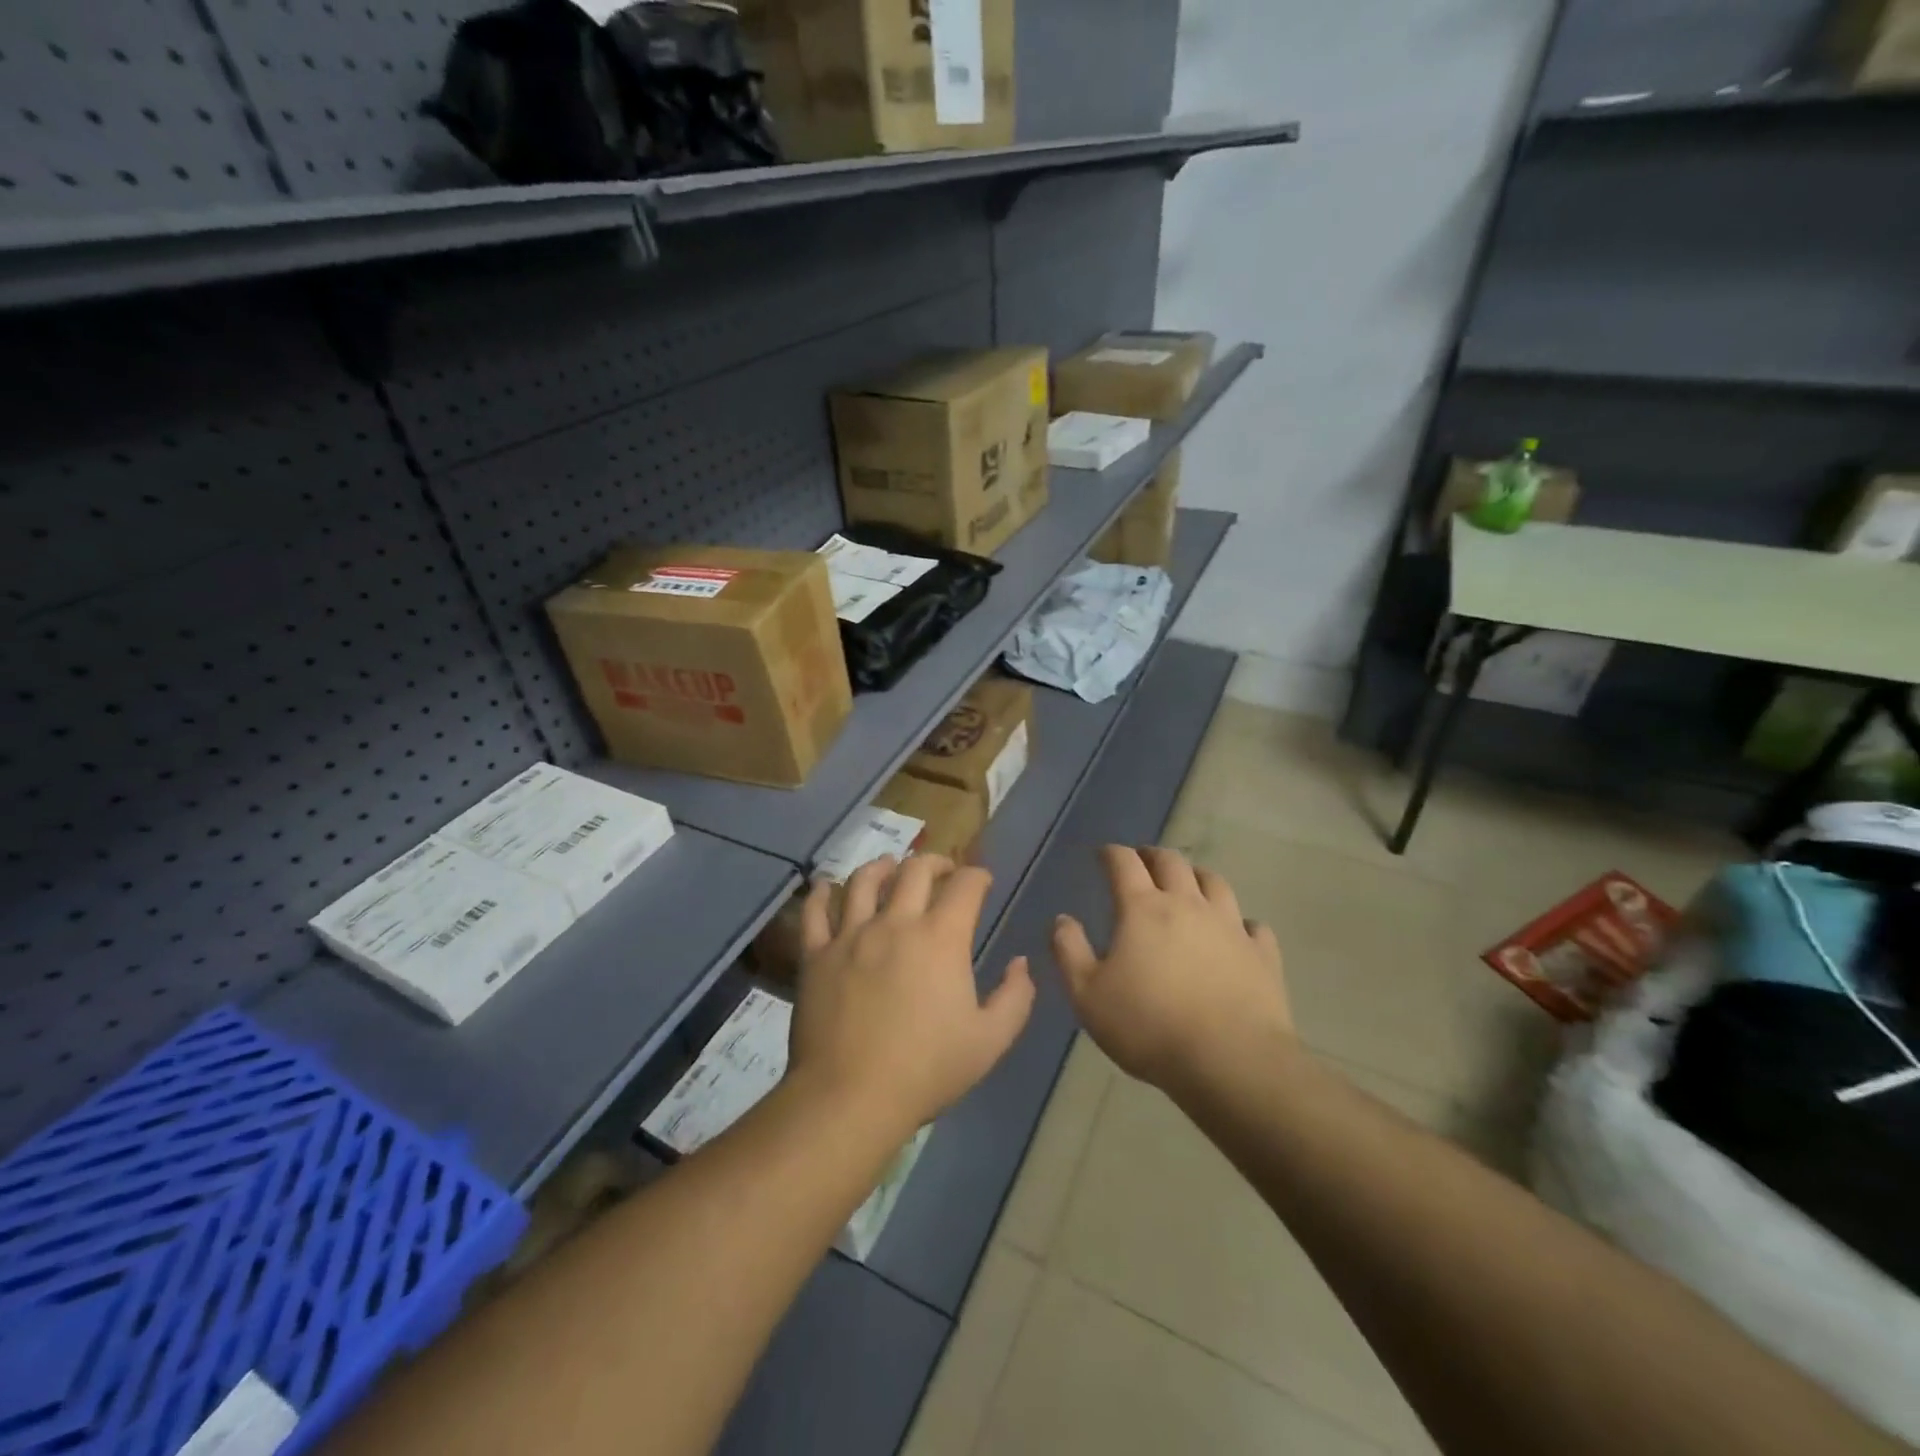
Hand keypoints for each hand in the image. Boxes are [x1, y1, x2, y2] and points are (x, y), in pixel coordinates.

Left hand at [788, 855, 1033, 1133]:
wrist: (851, 1097)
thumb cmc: (926, 1069)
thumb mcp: (990, 1041)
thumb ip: (1015, 997)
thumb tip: (1020, 963)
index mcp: (941, 938)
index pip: (965, 885)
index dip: (978, 876)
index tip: (982, 882)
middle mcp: (896, 923)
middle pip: (915, 869)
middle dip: (935, 862)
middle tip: (942, 870)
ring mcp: (851, 935)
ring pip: (864, 880)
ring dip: (881, 866)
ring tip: (889, 867)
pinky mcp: (816, 954)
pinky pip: (816, 912)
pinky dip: (822, 893)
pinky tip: (828, 887)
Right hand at [1052, 846, 1290, 1090]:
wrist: (1230, 1060)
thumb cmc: (1148, 1026)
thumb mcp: (1088, 995)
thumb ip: (1069, 951)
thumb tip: (1062, 919)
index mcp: (1143, 909)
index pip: (1124, 863)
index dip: (1111, 853)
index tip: (1103, 854)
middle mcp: (1188, 905)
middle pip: (1171, 862)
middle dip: (1153, 855)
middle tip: (1143, 860)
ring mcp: (1230, 926)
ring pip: (1215, 883)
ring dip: (1197, 875)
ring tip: (1189, 882)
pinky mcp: (1262, 954)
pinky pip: (1253, 926)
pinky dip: (1241, 922)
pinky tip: (1238, 931)